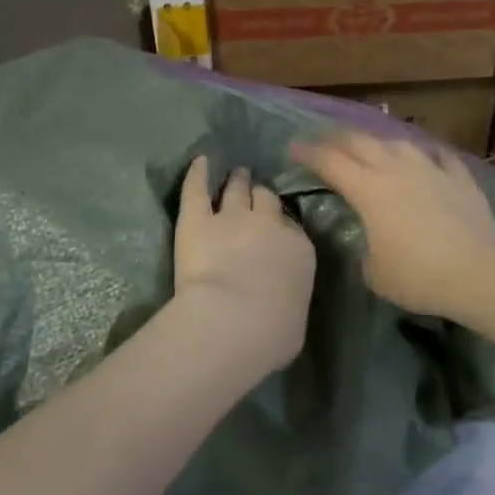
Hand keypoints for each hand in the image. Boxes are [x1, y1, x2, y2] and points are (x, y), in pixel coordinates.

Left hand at [171, 156, 315, 375]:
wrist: (234, 321)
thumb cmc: (272, 333)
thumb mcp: (294, 321)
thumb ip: (289, 300)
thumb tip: (283, 305)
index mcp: (298, 250)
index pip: (292, 228)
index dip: (281, 225)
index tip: (276, 227)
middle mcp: (269, 225)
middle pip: (267, 200)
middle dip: (262, 195)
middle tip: (256, 190)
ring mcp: (232, 218)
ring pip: (237, 191)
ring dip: (237, 181)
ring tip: (236, 173)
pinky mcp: (197, 220)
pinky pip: (197, 189)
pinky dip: (197, 174)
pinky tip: (200, 161)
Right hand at [291, 131, 494, 322]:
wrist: (477, 272)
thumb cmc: (418, 276)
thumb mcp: (375, 274)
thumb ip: (366, 253)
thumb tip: (372, 247)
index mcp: (368, 189)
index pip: (329, 162)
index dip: (308, 153)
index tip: (292, 148)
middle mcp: (395, 169)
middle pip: (360, 142)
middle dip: (336, 138)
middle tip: (323, 140)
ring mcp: (430, 169)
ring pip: (398, 143)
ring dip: (379, 142)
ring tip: (372, 146)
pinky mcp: (460, 178)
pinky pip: (440, 157)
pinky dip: (428, 155)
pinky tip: (427, 156)